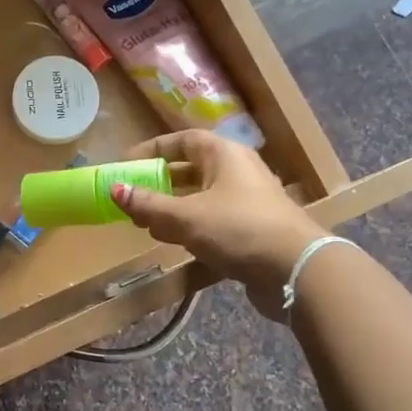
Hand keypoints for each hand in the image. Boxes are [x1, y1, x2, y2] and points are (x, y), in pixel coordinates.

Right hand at [111, 131, 327, 320]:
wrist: (296, 270)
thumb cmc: (238, 229)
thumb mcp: (186, 217)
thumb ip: (149, 204)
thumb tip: (115, 189)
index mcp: (225, 155)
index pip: (183, 140)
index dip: (153, 149)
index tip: (126, 164)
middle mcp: (238, 171)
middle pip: (191, 169)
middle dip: (159, 183)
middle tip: (132, 198)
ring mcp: (248, 201)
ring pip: (201, 197)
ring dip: (172, 208)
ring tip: (146, 224)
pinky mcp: (253, 229)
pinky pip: (213, 220)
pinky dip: (191, 227)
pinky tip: (175, 243)